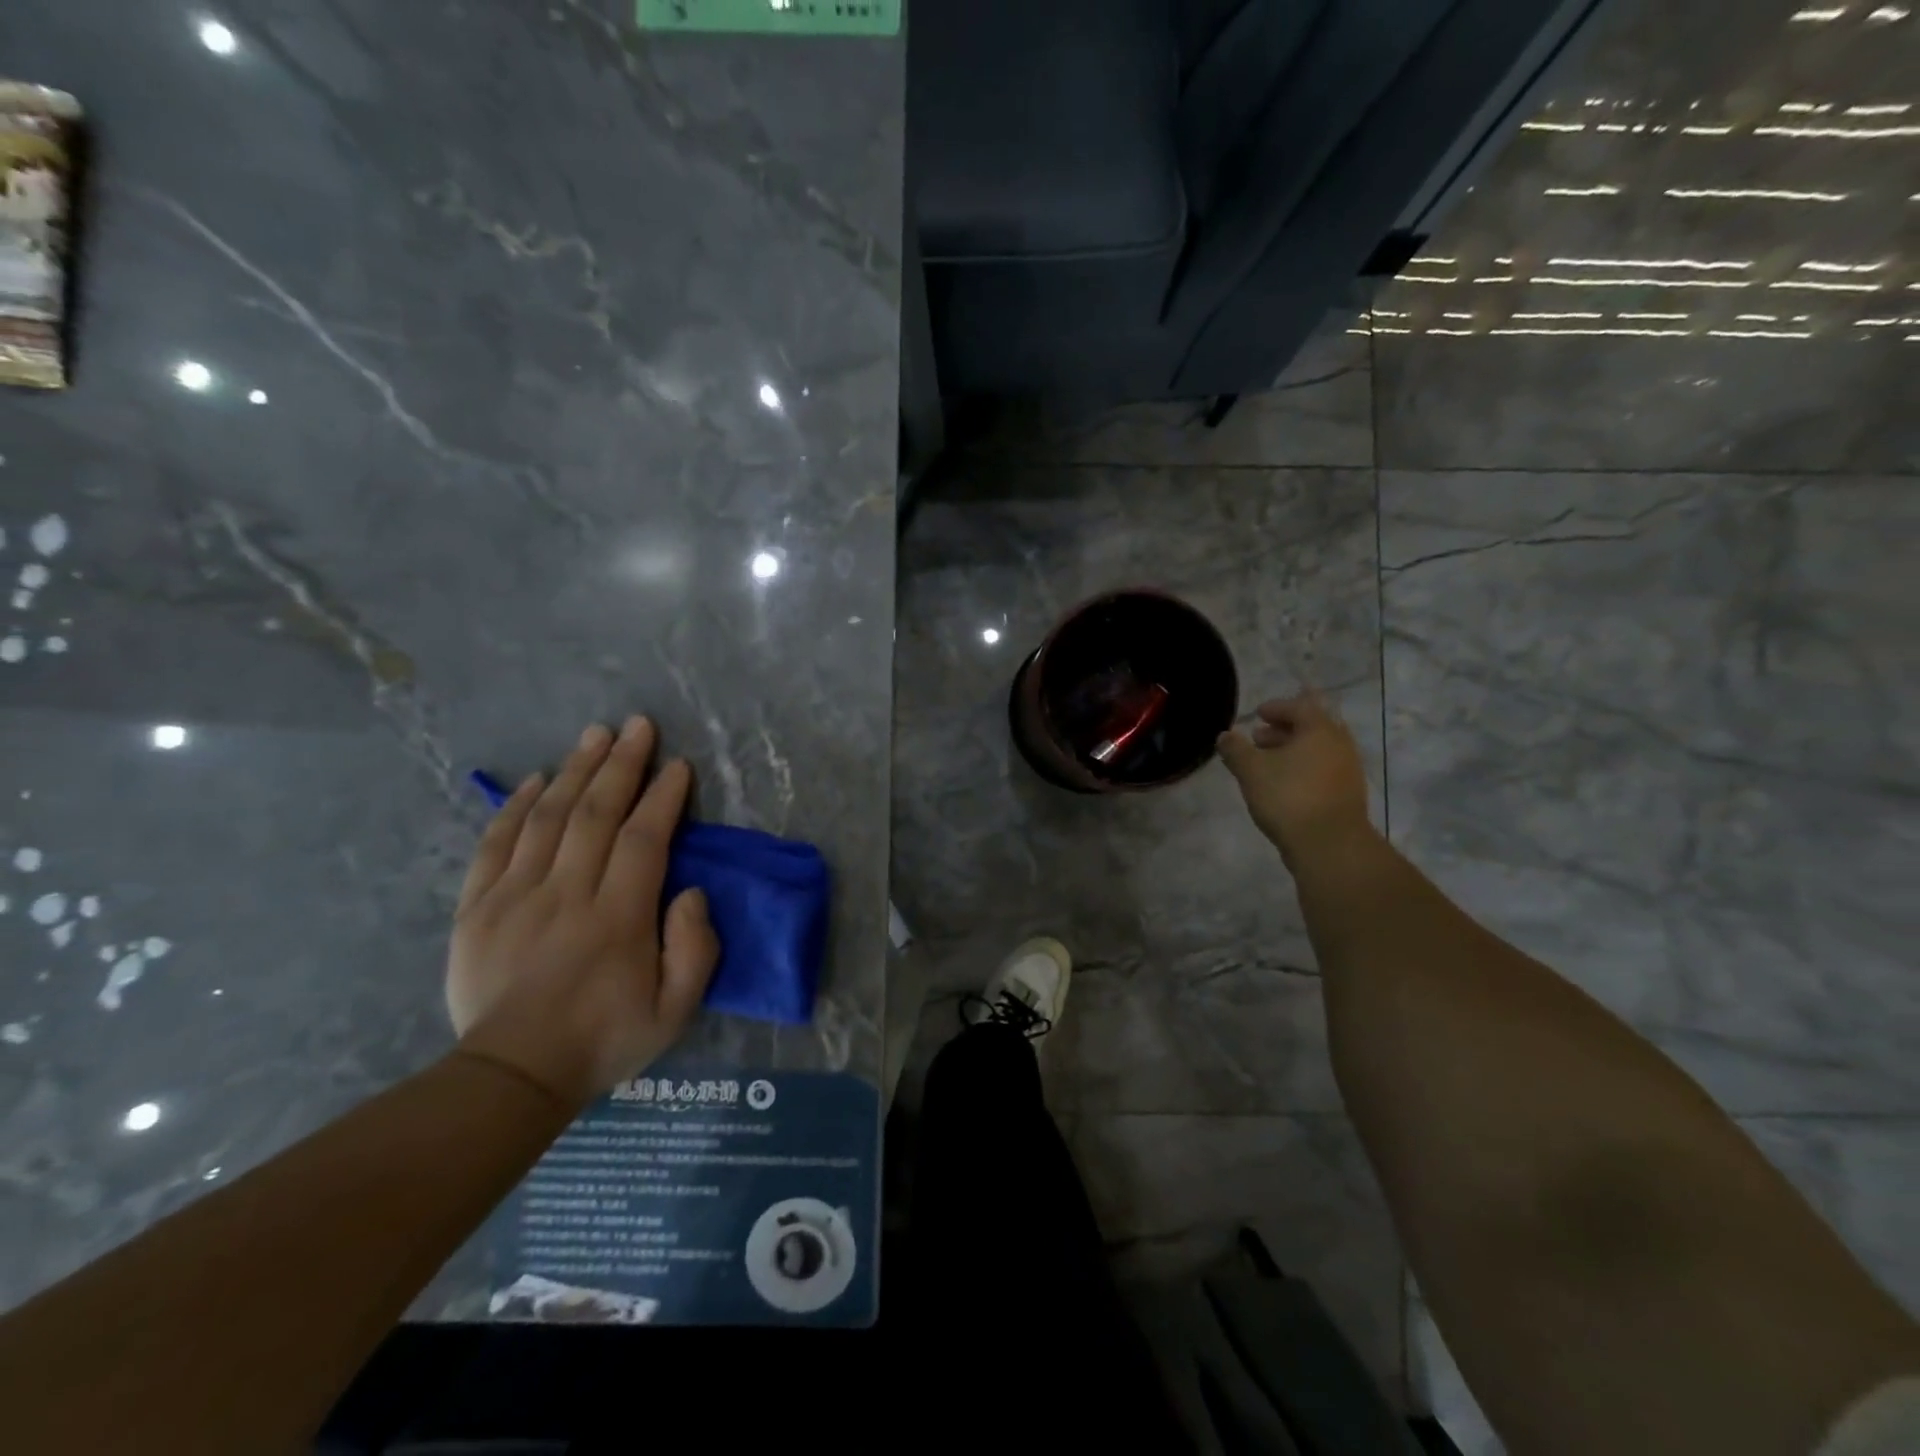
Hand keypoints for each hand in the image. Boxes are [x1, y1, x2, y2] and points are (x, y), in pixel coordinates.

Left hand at [446, 717, 720, 1107]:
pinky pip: (497, 844)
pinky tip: (539, 779)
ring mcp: (516, 897)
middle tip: (639, 726)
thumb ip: (695, 949)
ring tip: (596, 734)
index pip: (645, 839)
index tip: (679, 766)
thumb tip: (692, 893)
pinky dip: (518, 805)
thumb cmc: (605, 1039)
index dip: (663, 797)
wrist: (512, 1076)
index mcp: (618, 918)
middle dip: (622, 764)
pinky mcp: (478, 907)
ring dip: (576, 770)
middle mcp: (567, 895)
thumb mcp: (675, 1010)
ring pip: (548, 817)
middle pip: (596, 814)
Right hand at [1217, 694, 1373, 868]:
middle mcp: (1339, 745)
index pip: (1299, 707)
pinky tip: (1282, 785)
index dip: (1276, 708)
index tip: (1258, 714)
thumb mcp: (1251, 770)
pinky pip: (1322, 771)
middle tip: (1257, 738)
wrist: (1330, 845)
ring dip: (1291, 752)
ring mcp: (1347, 771)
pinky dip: (1302, 769)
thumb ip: (1235, 749)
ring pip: (1317, 751)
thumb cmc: (1288, 797)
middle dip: (1282, 731)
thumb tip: (1225, 735)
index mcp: (1319, 730)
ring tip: (1266, 764)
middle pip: (1310, 729)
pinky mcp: (1347, 795)